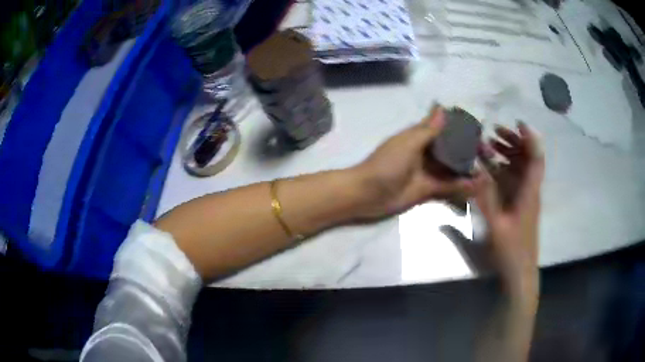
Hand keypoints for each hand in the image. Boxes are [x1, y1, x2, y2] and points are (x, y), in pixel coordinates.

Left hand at [353, 106, 478, 218]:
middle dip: (470, 151)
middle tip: (489, 156)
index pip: (445, 129)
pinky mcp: (428, 190)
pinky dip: (462, 187)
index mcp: (420, 137)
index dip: (462, 129)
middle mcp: (427, 153)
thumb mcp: (408, 143)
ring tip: (488, 173)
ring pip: (453, 169)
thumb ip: (427, 129)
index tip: (480, 132)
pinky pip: (449, 187)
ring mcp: (429, 172)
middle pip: (453, 150)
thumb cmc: (386, 164)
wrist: (367, 194)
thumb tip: (441, 107)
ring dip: (469, 170)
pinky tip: (476, 187)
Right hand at [475, 122, 544, 297]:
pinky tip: (489, 169)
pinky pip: (513, 182)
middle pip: (527, 159)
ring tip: (489, 145)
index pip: (535, 159)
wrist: (519, 274)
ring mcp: (525, 199)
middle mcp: (530, 191)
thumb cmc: (510, 251)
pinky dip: (502, 171)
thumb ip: (485, 197)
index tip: (518, 122)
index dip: (530, 138)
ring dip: (507, 155)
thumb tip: (474, 170)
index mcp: (529, 193)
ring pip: (520, 169)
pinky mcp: (519, 207)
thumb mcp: (495, 225)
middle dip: (513, 142)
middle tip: (494, 132)